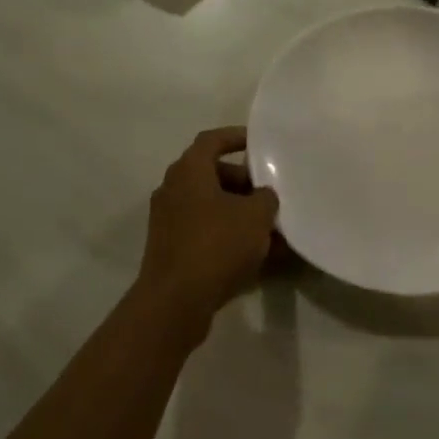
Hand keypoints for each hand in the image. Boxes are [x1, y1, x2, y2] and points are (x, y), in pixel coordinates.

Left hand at [138, 127, 279, 317]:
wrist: (175, 301)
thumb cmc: (217, 245)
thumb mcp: (256, 215)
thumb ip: (265, 198)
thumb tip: (262, 196)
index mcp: (188, 171)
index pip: (212, 140)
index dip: (236, 136)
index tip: (260, 142)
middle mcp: (172, 190)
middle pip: (212, 174)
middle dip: (244, 181)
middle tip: (270, 193)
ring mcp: (168, 221)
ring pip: (210, 205)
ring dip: (238, 211)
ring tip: (270, 226)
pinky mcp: (171, 248)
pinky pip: (205, 230)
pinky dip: (228, 233)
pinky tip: (256, 252)